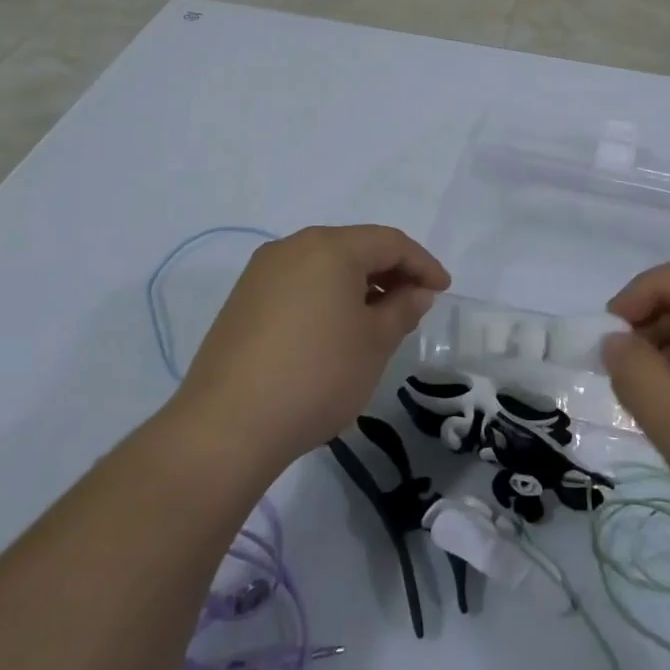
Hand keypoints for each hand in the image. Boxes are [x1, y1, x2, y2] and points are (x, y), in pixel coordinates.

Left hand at [171, 226, 449, 477]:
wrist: (226, 427)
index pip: (390, 242)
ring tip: (378, 319)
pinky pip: (299, 284)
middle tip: (414, 303)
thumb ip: (402, 309)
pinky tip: (335, 330)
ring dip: (358, 285)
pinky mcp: (243, 300)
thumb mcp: (374, 343)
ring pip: (325, 265)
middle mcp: (294, 247)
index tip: (443, 290)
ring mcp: (262, 272)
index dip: (423, 264)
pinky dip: (327, 297)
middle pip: (355, 247)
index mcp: (330, 247)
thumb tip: (416, 291)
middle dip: (390, 271)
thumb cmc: (316, 376)